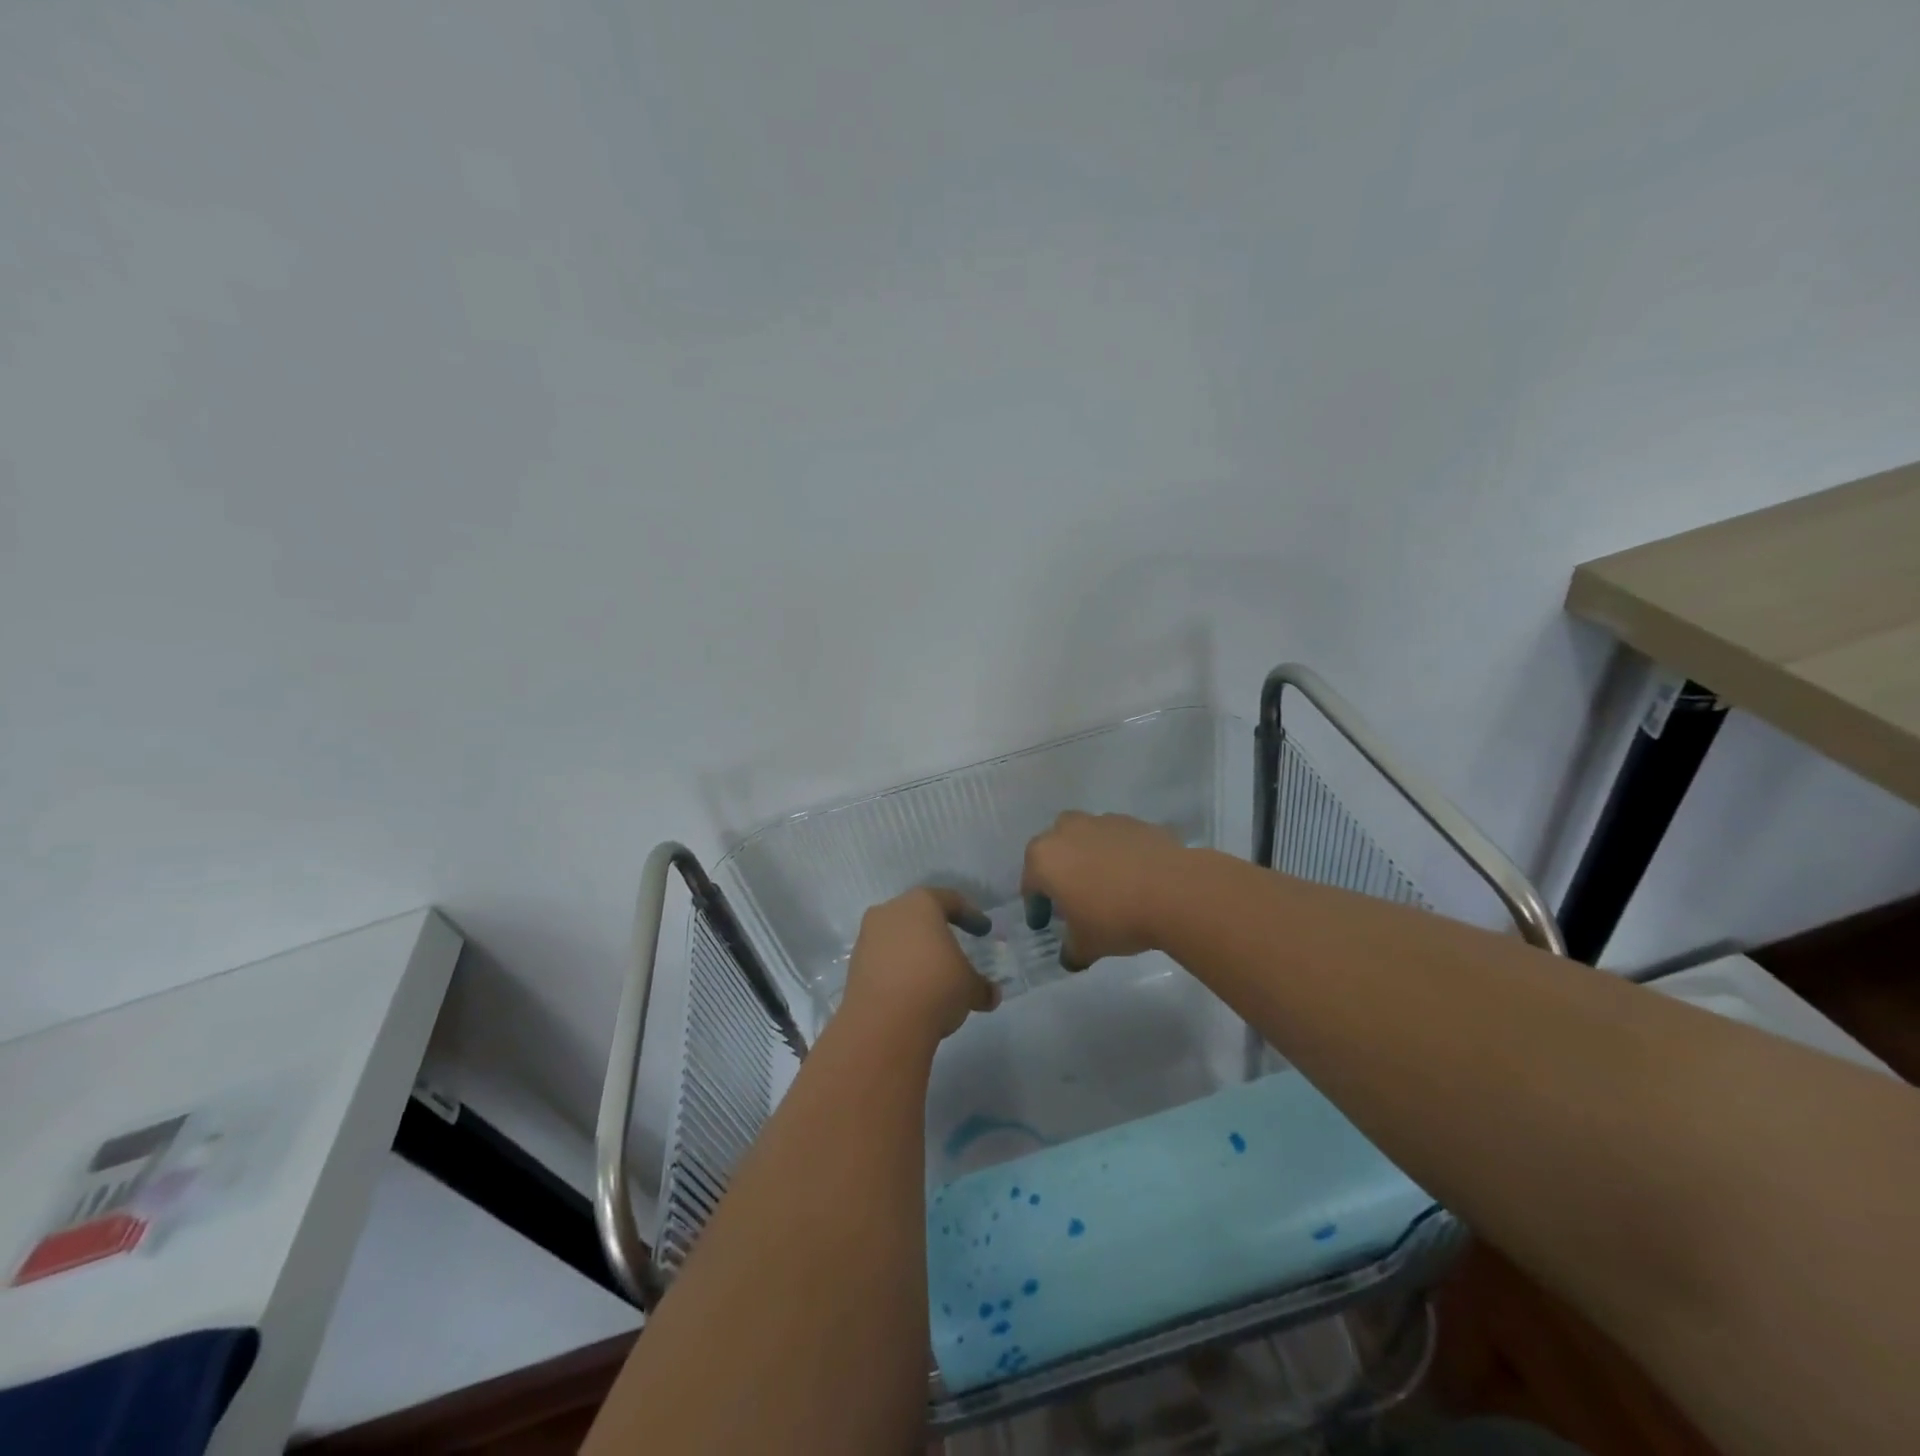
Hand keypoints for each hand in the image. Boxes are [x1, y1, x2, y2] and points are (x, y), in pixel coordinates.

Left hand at [842, 888, 996, 1044]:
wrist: (883, 1023)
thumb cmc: (936, 986)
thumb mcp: (969, 987)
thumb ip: (981, 986)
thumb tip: (991, 994)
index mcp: (921, 904)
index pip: (950, 900)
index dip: (970, 915)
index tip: (983, 930)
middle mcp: (890, 912)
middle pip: (919, 915)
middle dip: (937, 931)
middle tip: (954, 947)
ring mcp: (868, 937)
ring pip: (897, 937)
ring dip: (915, 952)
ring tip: (932, 974)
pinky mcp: (854, 965)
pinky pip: (883, 959)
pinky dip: (898, 969)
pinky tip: (911, 990)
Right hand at [1021, 812, 1186, 970]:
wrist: (1174, 891)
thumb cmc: (1116, 917)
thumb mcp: (1087, 945)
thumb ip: (1071, 950)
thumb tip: (1069, 957)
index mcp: (1044, 859)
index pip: (1030, 884)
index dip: (1036, 906)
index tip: (1044, 923)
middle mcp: (1067, 831)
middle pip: (1053, 850)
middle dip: (1058, 871)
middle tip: (1070, 897)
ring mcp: (1101, 822)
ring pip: (1084, 838)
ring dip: (1087, 857)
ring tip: (1103, 884)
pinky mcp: (1133, 822)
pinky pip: (1115, 839)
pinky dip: (1117, 854)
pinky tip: (1132, 876)